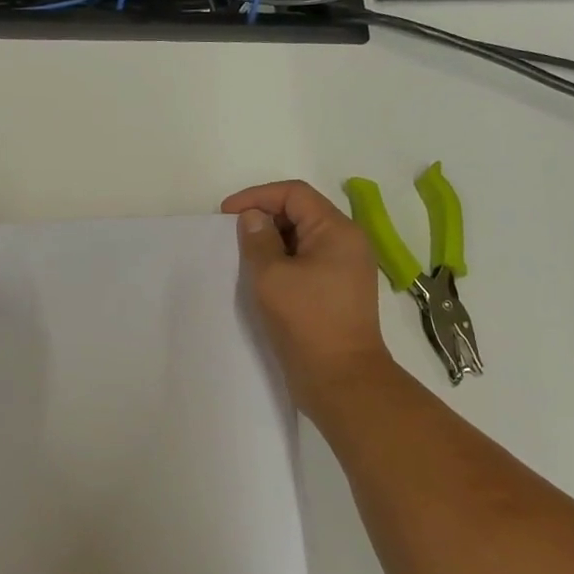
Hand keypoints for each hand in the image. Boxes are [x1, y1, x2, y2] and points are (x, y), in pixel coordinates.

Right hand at [222, 180, 395, 416]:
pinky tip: (262, 278)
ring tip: (244, 257)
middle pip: (301, 213)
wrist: (341, 379)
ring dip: (272, 242)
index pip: (295, 194)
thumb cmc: (307, 321)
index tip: (226, 214)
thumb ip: (258, 240)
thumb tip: (254, 218)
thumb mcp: (272, 276)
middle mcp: (347, 243)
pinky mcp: (338, 291)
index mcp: (337, 230)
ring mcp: (345, 268)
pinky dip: (283, 262)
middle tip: (232, 236)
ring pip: (303, 239)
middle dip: (265, 217)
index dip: (257, 196)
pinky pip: (308, 262)